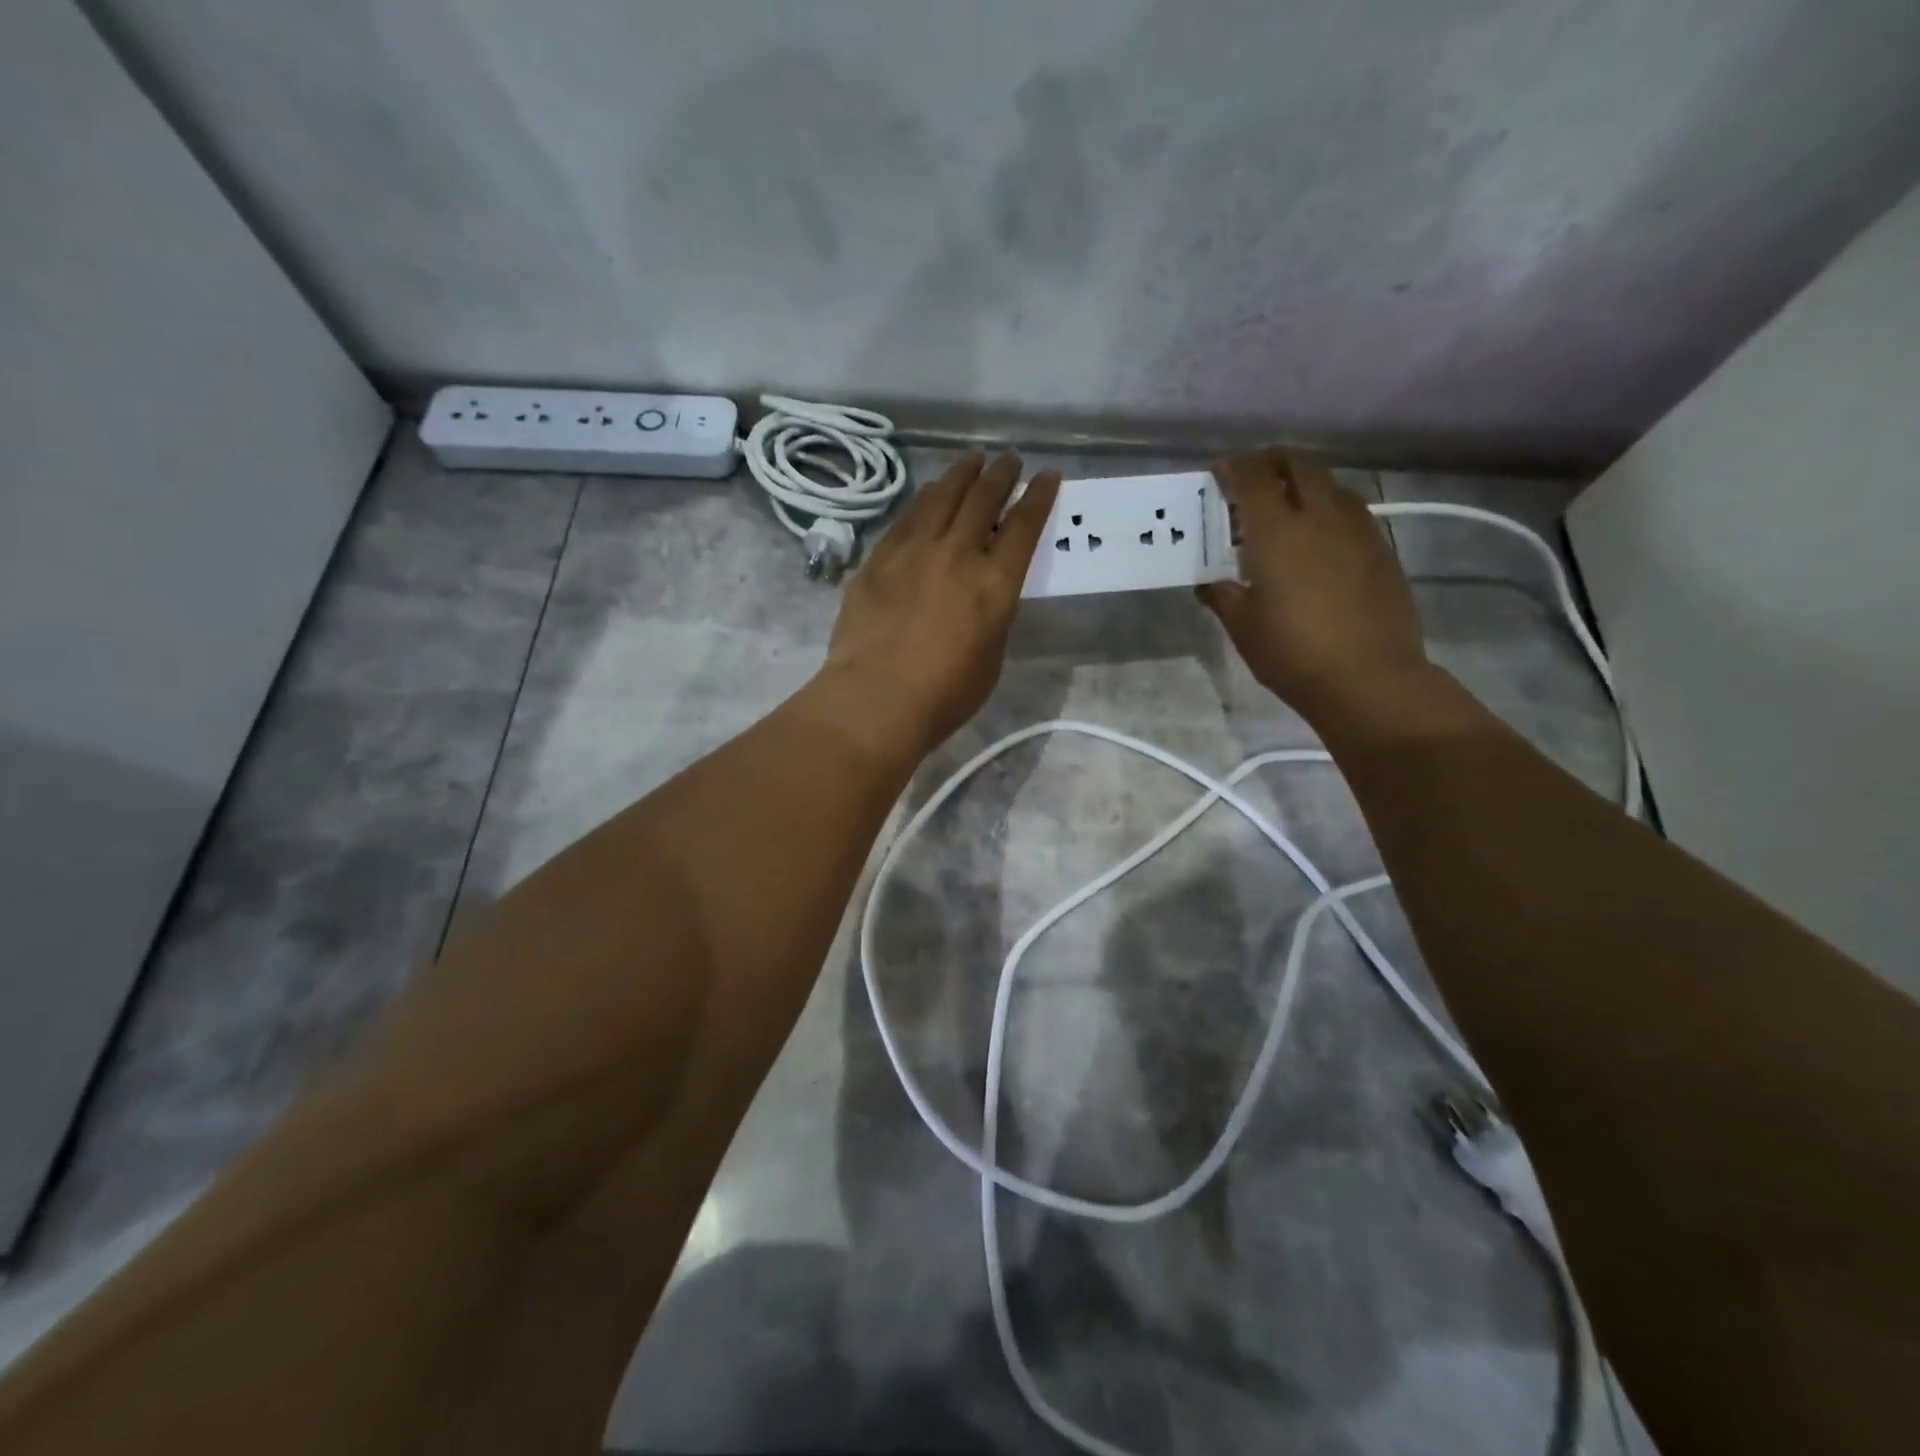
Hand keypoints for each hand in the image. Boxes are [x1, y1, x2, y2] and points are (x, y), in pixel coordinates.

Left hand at [818, 451, 1059, 755]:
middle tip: (1009, 460)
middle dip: (1001, 475)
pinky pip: (906, 518)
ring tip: (971, 461)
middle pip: (983, 500)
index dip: (1039, 496)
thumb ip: (993, 616)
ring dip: (961, 475)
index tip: (1047, 475)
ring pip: (942, 498)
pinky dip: (923, 500)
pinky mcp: (879, 560)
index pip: (1024, 526)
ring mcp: (914, 553)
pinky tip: (928, 494)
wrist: (878, 699)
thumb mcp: (991, 658)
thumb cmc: (945, 695)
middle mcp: (958, 555)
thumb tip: (985, 593)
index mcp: (995, 584)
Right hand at [1198, 450, 1429, 726]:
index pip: (1252, 476)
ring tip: (1285, 513)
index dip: (1232, 468)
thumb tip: (1208, 584)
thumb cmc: (1292, 652)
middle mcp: (1320, 516)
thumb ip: (1222, 596)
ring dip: (1303, 485)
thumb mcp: (1243, 627)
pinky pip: (1350, 512)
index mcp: (1277, 531)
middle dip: (1272, 462)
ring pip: (1329, 485)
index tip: (1217, 475)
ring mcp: (1357, 529)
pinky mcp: (1380, 548)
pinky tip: (1317, 542)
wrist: (1368, 678)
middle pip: (1299, 463)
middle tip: (1251, 481)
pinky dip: (1327, 510)